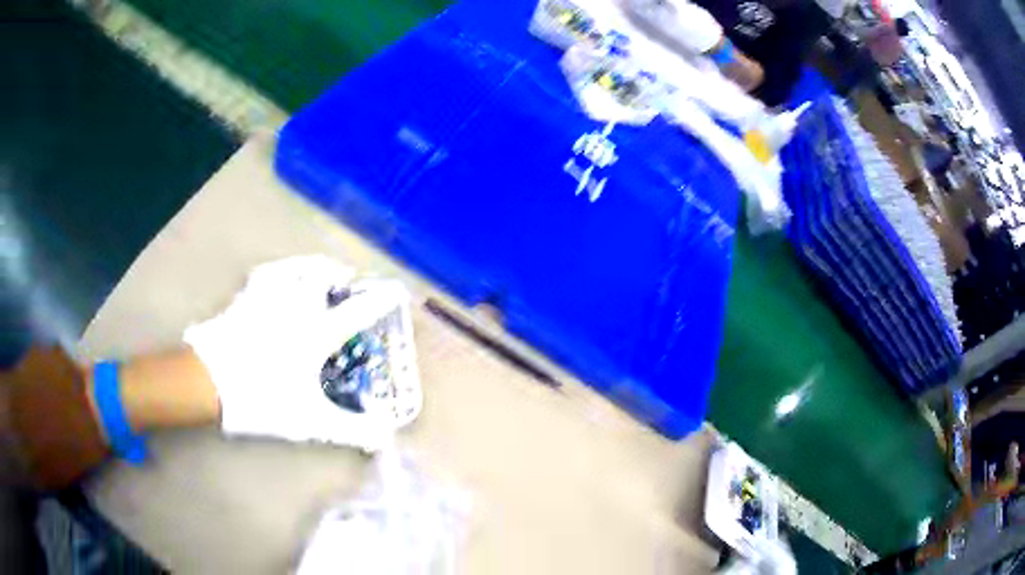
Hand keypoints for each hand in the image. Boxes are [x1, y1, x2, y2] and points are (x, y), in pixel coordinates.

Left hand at [184, 255, 395, 451]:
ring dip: (310, 267)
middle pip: (322, 277)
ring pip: (294, 269)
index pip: (356, 312)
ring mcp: (267, 299)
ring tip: (317, 270)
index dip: (379, 300)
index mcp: (315, 334)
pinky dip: (278, 272)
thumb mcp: (309, 420)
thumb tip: (385, 437)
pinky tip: (277, 276)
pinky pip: (265, 275)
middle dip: (339, 276)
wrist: (209, 381)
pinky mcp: (244, 299)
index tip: (395, 290)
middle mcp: (295, 308)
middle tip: (346, 283)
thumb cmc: (262, 399)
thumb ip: (350, 429)